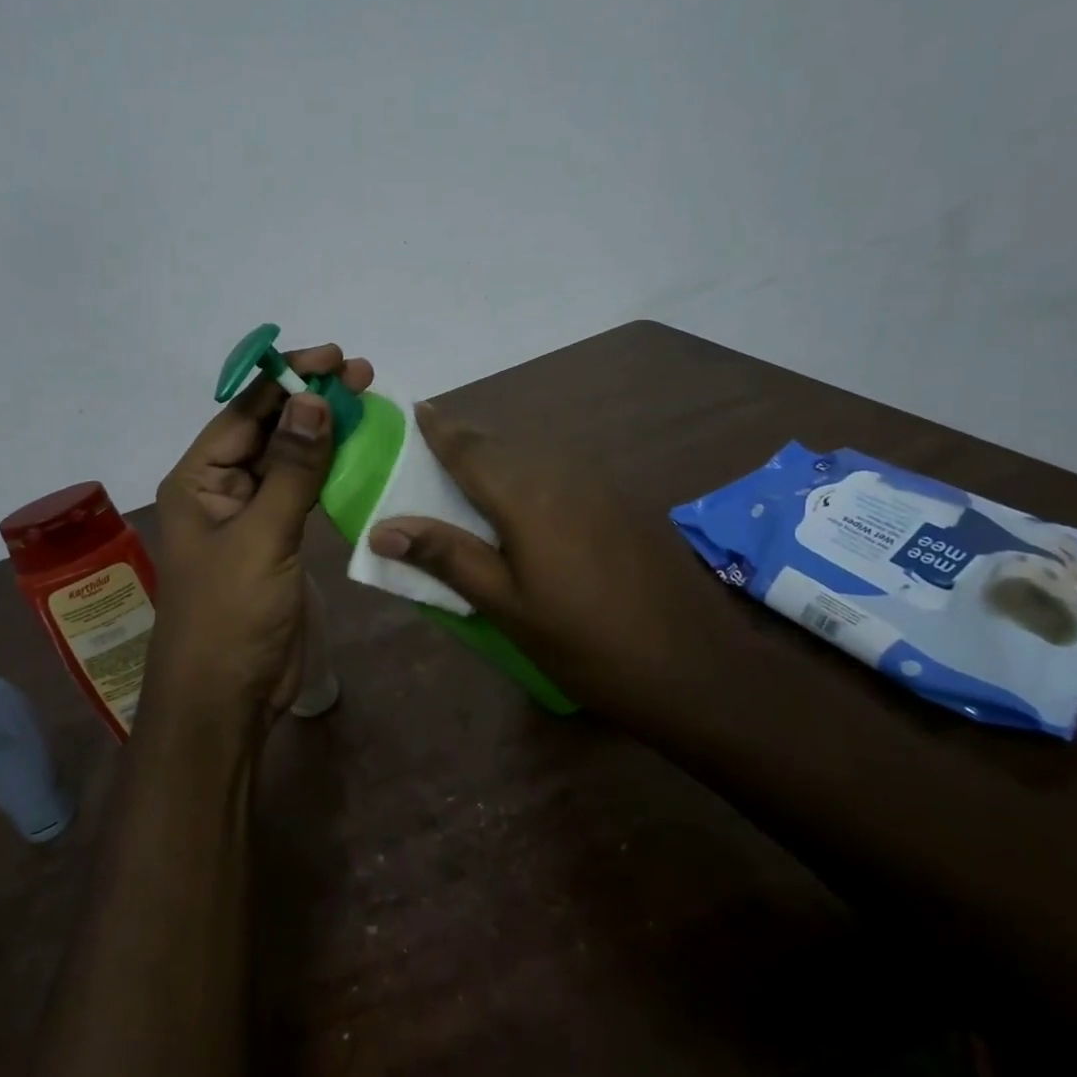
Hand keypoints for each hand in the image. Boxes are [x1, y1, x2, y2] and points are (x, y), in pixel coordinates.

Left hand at [143, 345, 373, 746]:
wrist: (228, 697)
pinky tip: (357, 449)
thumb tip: (312, 399)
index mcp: (198, 479)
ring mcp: (250, 514)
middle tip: (361, 374)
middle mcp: (220, 488)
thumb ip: (292, 469)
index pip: (244, 413)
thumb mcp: (262, 536)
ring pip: (288, 458)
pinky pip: (302, 491)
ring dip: (322, 431)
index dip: (287, 380)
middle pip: (267, 429)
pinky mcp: (277, 539)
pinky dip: (328, 469)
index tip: (333, 358)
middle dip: (310, 400)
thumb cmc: (231, 614)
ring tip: (365, 401)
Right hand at [367, 402, 723, 717]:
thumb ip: (447, 557)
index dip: (439, 429)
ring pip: (534, 455)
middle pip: (501, 445)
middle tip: (430, 450)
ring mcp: (599, 485)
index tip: (415, 409)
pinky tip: (524, 502)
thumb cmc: (584, 644)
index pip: (470, 449)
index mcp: (527, 496)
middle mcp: (562, 474)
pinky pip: (560, 471)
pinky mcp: (621, 502)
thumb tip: (382, 526)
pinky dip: (530, 474)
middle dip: (464, 441)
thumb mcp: (506, 607)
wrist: (694, 667)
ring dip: (498, 457)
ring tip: (469, 475)